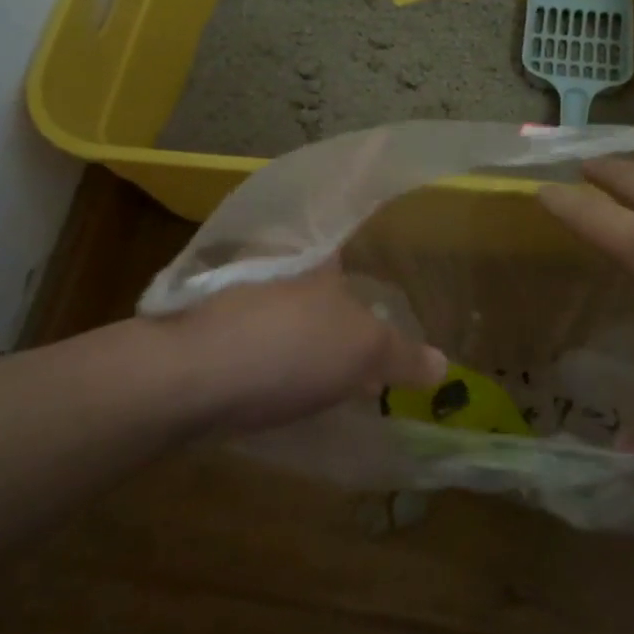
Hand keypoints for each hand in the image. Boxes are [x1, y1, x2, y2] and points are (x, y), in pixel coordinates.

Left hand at [162, 264, 447, 435]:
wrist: (190, 375)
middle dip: (330, 304)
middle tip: (356, 339)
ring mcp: (236, 298)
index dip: (358, 264)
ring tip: (325, 369)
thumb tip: (442, 363)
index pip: (342, 245)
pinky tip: (281, 388)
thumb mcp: (363, 352)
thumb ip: (403, 355)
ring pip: (279, 310)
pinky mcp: (207, 334)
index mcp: (316, 258)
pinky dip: (271, 357)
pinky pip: (252, 340)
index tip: (371, 288)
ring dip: (299, 334)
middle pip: (311, 280)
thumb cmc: (289, 347)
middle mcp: (275, 267)